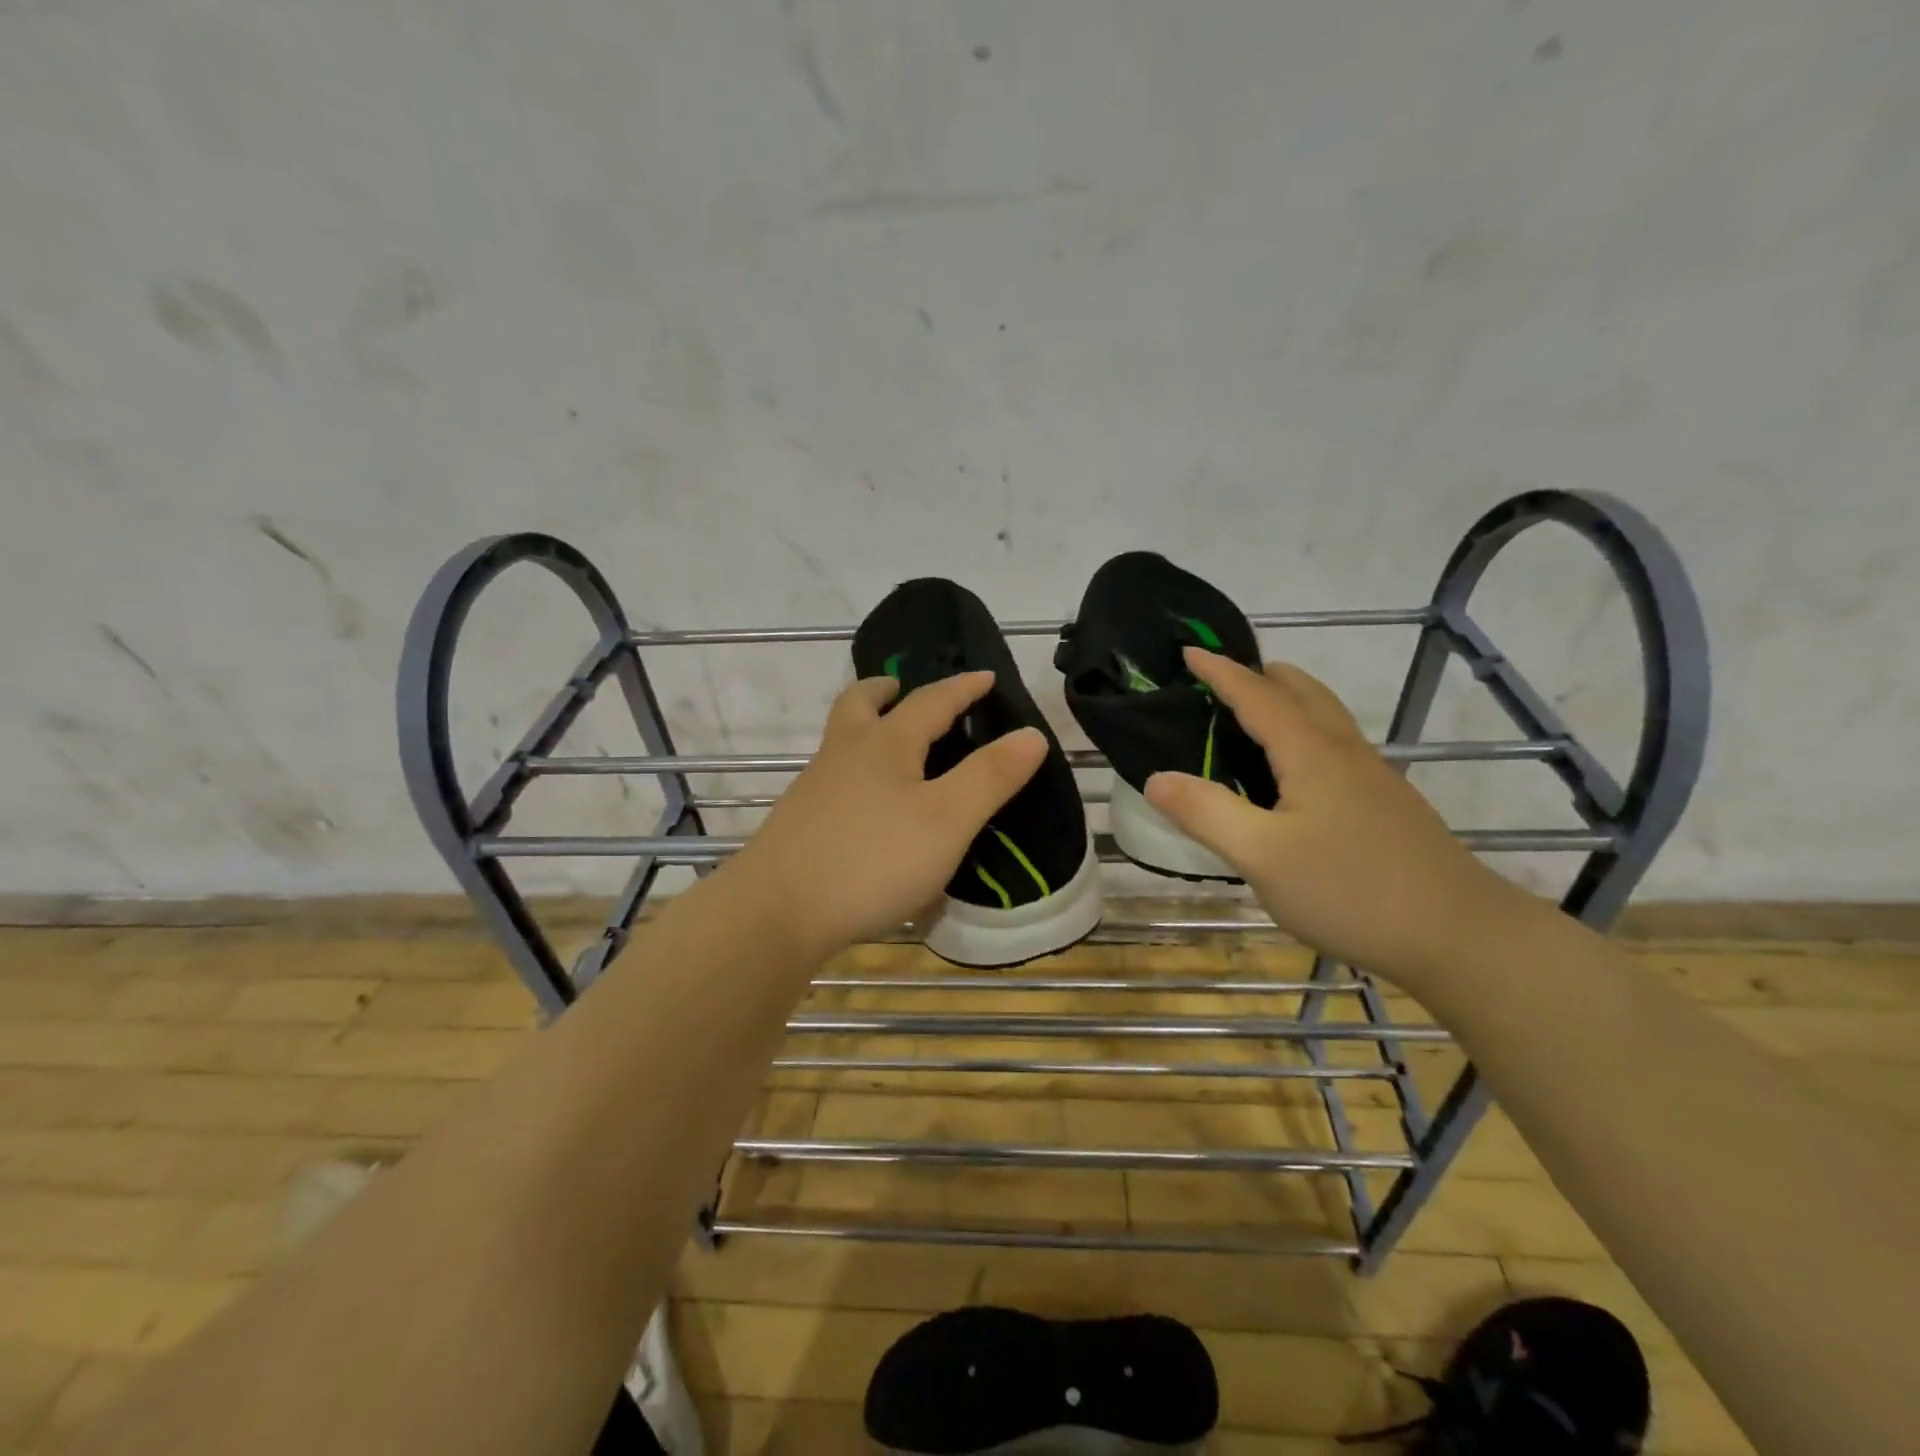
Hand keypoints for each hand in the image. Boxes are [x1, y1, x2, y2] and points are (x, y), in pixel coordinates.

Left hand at [730, 671, 1047, 955]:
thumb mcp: (947, 820)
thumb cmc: (872, 859)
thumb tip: (1031, 733)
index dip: (962, 688)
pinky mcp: (799, 823)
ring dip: (867, 729)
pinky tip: (868, 807)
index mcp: (885, 744)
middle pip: (860, 704)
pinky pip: (833, 779)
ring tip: (892, 749)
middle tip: (901, 689)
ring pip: (841, 741)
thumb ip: (990, 777)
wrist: (776, 912)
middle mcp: (844, 754)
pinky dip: (855, 772)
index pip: (931, 701)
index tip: (985, 677)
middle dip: (886, 691)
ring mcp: (815, 788)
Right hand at [1144, 647, 1543, 985]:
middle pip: (1304, 694)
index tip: (1189, 651)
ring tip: (1258, 713)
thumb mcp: (1261, 856)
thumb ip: (1206, 813)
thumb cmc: (1350, 889)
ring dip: (1289, 701)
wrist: (1459, 936)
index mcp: (1311, 754)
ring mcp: (1373, 780)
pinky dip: (1306, 733)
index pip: (1257, 696)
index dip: (1221, 672)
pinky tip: (1297, 775)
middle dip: (1263, 675)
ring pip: (1326, 719)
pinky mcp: (1387, 807)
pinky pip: (1337, 747)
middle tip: (1227, 676)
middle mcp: (1344, 754)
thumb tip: (1156, 777)